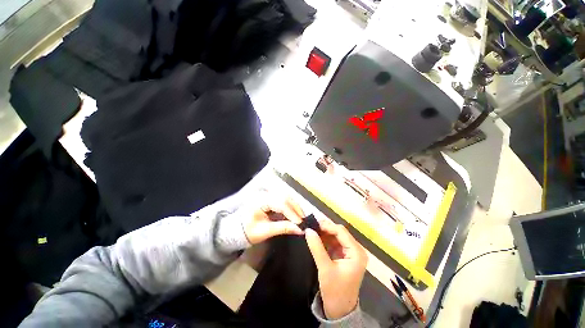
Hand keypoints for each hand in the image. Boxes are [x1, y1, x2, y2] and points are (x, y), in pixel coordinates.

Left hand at [243, 196, 304, 244]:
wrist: (238, 230)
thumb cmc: (249, 231)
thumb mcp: (265, 231)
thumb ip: (283, 228)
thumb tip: (300, 229)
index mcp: (261, 201)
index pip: (280, 203)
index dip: (291, 213)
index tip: (300, 223)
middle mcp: (266, 194)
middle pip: (285, 197)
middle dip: (295, 208)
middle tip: (303, 220)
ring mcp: (268, 195)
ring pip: (286, 197)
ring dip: (295, 207)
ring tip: (300, 218)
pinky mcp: (271, 199)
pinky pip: (284, 200)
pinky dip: (291, 207)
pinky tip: (295, 215)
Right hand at [305, 219, 367, 319]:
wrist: (339, 310)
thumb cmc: (335, 291)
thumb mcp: (325, 269)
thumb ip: (317, 247)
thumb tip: (308, 230)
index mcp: (357, 253)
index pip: (341, 232)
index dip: (327, 226)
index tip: (313, 224)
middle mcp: (356, 250)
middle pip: (340, 232)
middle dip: (326, 228)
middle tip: (312, 226)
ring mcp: (351, 252)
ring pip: (337, 236)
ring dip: (325, 233)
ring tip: (312, 230)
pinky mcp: (345, 255)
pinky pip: (335, 242)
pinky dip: (326, 239)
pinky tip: (317, 238)